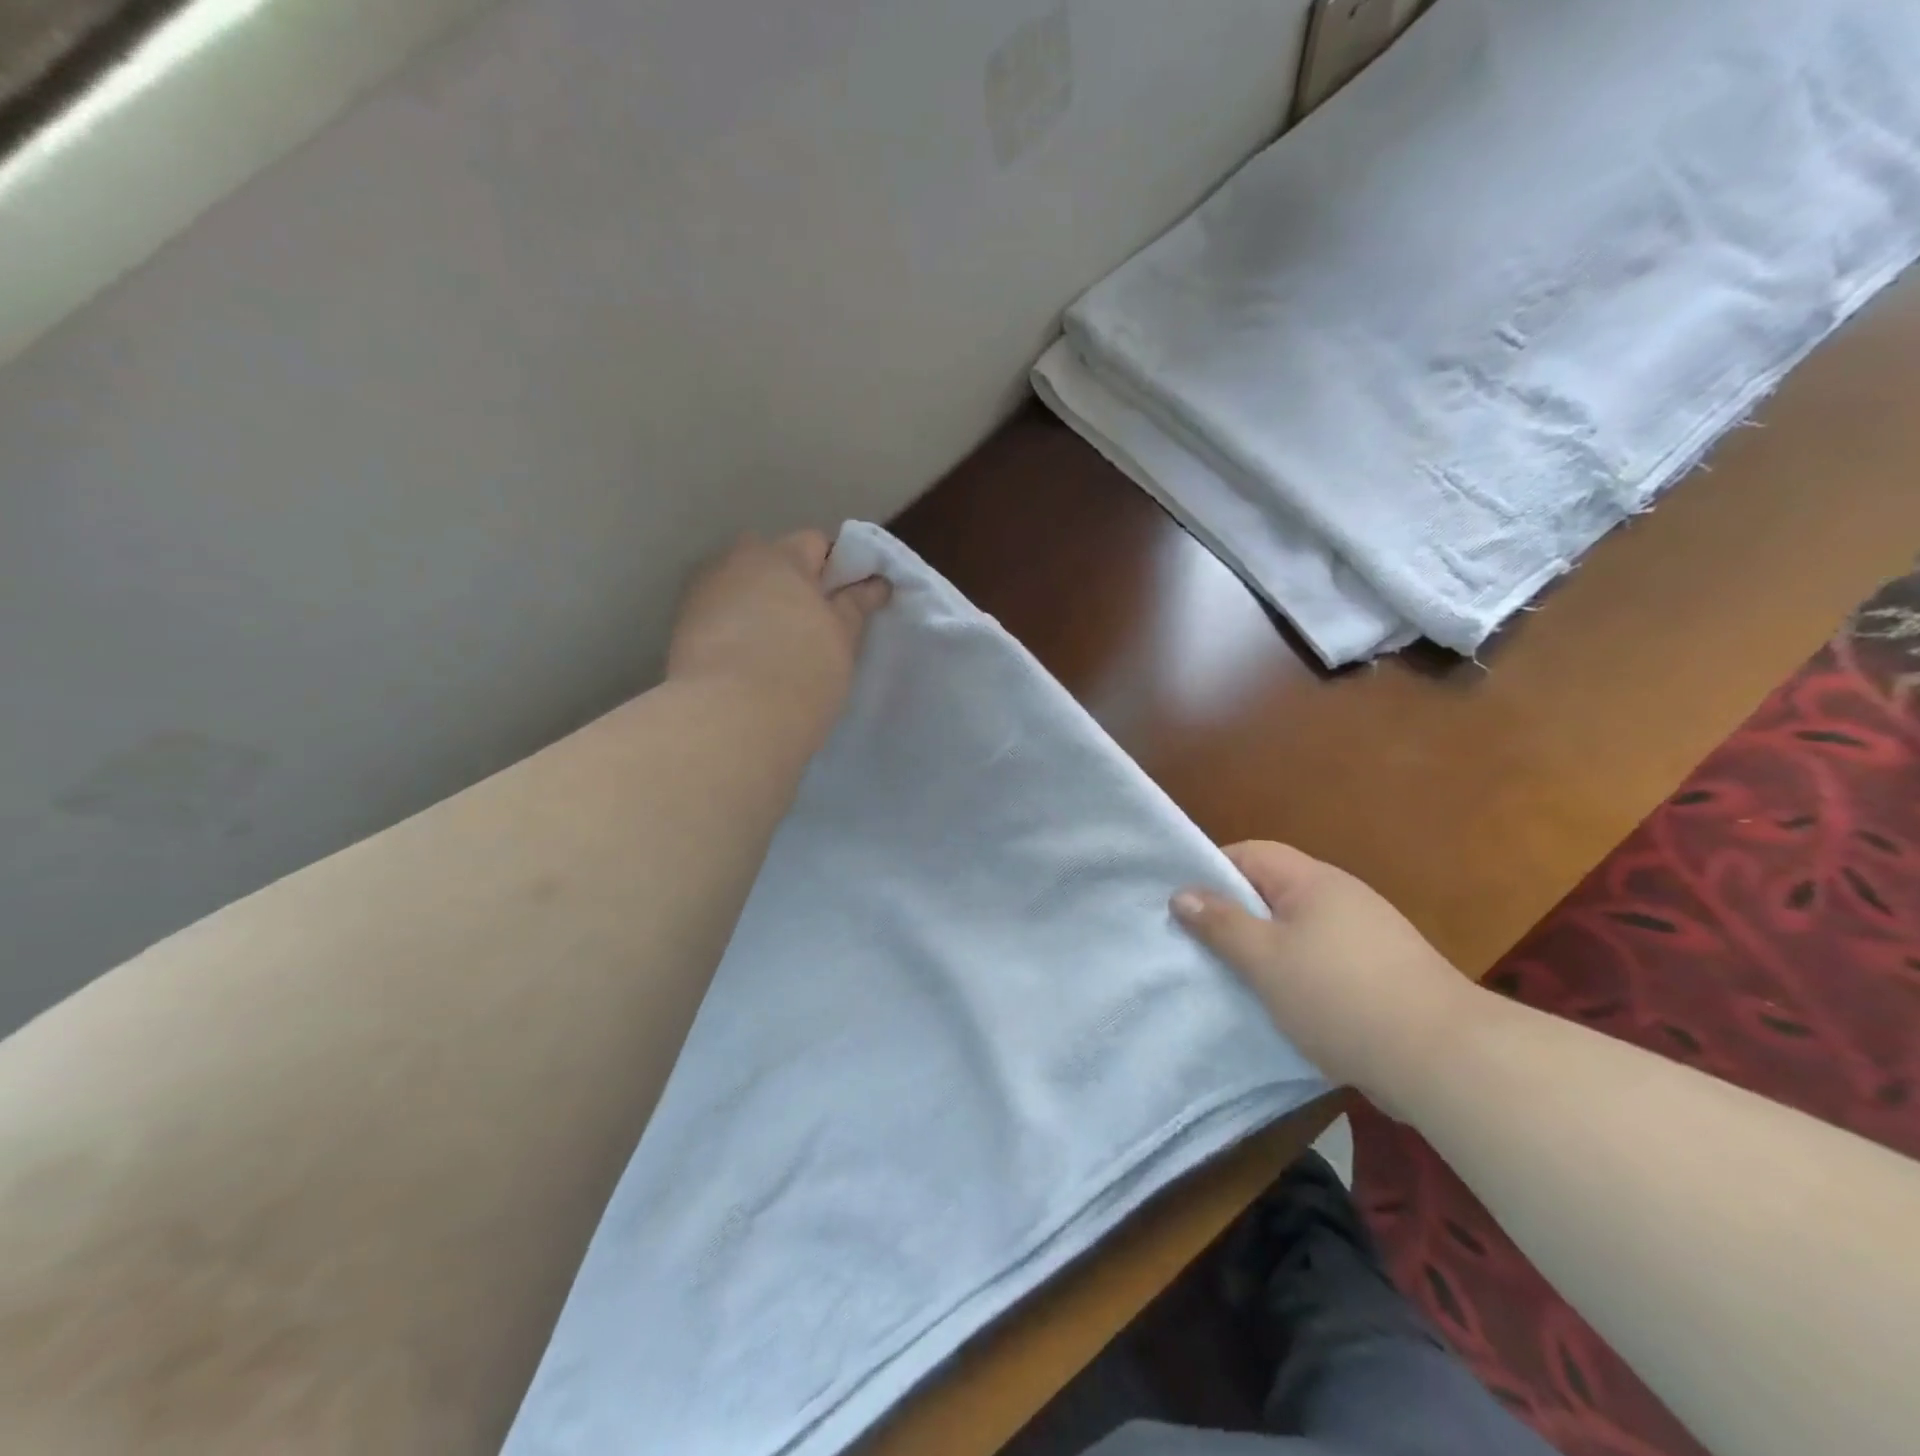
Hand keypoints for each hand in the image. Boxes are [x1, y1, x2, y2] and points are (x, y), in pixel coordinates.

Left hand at [667, 530, 890, 746]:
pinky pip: (720, 617)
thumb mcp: (842, 638)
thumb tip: (875, 583)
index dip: (835, 569)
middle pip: (771, 562)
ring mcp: (702, 594)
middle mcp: (734, 563)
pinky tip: (749, 663)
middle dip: (792, 585)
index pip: (815, 543)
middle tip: (815, 627)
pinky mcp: (682, 630)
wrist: (732, 722)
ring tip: (779, 649)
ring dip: (760, 606)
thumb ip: (856, 604)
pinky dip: (736, 630)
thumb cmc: (802, 672)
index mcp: (780, 556)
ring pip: (742, 590)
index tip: (847, 603)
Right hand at [1172, 842, 1480, 1110]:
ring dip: (1266, 946)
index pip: (1251, 853)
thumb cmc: (1339, 997)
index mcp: (1313, 881)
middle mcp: (1342, 895)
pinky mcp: (1384, 970)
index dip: (1213, 871)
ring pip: (1298, 926)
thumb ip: (1221, 924)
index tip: (1185, 905)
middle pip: (1274, 889)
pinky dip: (1298, 970)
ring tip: (1238, 978)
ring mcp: (1369, 933)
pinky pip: (1324, 955)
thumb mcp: (1265, 960)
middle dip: (1236, 913)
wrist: (1445, 1059)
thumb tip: (1181, 893)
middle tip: (1203, 945)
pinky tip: (1288, 1002)